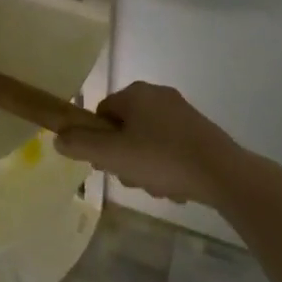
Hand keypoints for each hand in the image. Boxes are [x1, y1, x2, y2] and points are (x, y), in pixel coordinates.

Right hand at [55, 82, 246, 206]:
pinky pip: (172, 147)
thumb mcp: (114, 155)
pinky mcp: (201, 130)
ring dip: (147, 166)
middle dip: (126, 157)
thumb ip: (81, 145)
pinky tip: (177, 187)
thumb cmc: (163, 159)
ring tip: (159, 188)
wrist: (223, 173)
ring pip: (148, 141)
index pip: (102, 113)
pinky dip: (169, 166)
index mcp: (135, 93)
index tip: (109, 163)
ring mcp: (182, 112)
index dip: (100, 140)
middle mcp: (157, 95)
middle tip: (134, 179)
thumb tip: (57, 138)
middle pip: (125, 128)